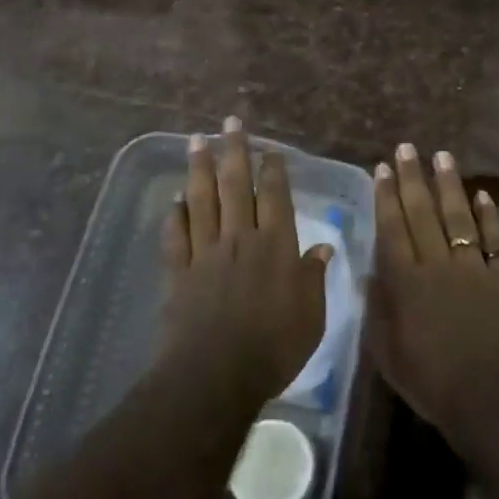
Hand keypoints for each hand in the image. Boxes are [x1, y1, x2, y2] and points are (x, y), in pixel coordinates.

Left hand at [160, 117, 330, 409]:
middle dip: (234, 151)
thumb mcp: (310, 317)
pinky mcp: (180, 272)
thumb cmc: (273, 348)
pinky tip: (175, 199)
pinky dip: (175, 214)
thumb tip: (323, 248)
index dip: (273, 170)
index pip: (275, 197)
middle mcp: (240, 239)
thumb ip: (314, 278)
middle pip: (236, 186)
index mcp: (276, 246)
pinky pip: (177, 235)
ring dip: (200, 169)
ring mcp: (206, 253)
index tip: (270, 149)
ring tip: (197, 141)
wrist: (214, 375)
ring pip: (202, 200)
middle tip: (230, 123)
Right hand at [368, 144, 498, 446]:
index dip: (386, 196)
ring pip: (458, 216)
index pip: (392, 228)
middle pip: (423, 213)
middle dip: (412, 178)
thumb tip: (370, 271)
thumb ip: (378, 308)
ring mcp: (474, 268)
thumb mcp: (387, 352)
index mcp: (405, 281)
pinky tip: (482, 194)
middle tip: (407, 148)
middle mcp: (437, 264)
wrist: (490, 398)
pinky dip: (489, 214)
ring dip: (449, 185)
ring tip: (442, 156)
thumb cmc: (431, 381)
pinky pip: (495, 238)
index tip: (381, 168)